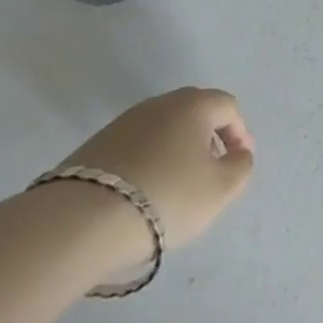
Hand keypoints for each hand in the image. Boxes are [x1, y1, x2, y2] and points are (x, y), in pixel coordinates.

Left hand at [60, 87, 254, 250]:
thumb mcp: (219, 190)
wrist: (81, 219)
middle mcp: (161, 102)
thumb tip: (238, 154)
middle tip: (212, 170)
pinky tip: (145, 190)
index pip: (228, 107)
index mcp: (194, 104)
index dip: (240, 133)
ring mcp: (125, 121)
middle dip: (210, 138)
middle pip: (195, 112)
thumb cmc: (165, 197)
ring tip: (178, 185)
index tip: (239, 162)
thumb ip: (241, 167)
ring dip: (178, 149)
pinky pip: (138, 144)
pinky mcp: (97, 143)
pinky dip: (150, 160)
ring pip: (164, 128)